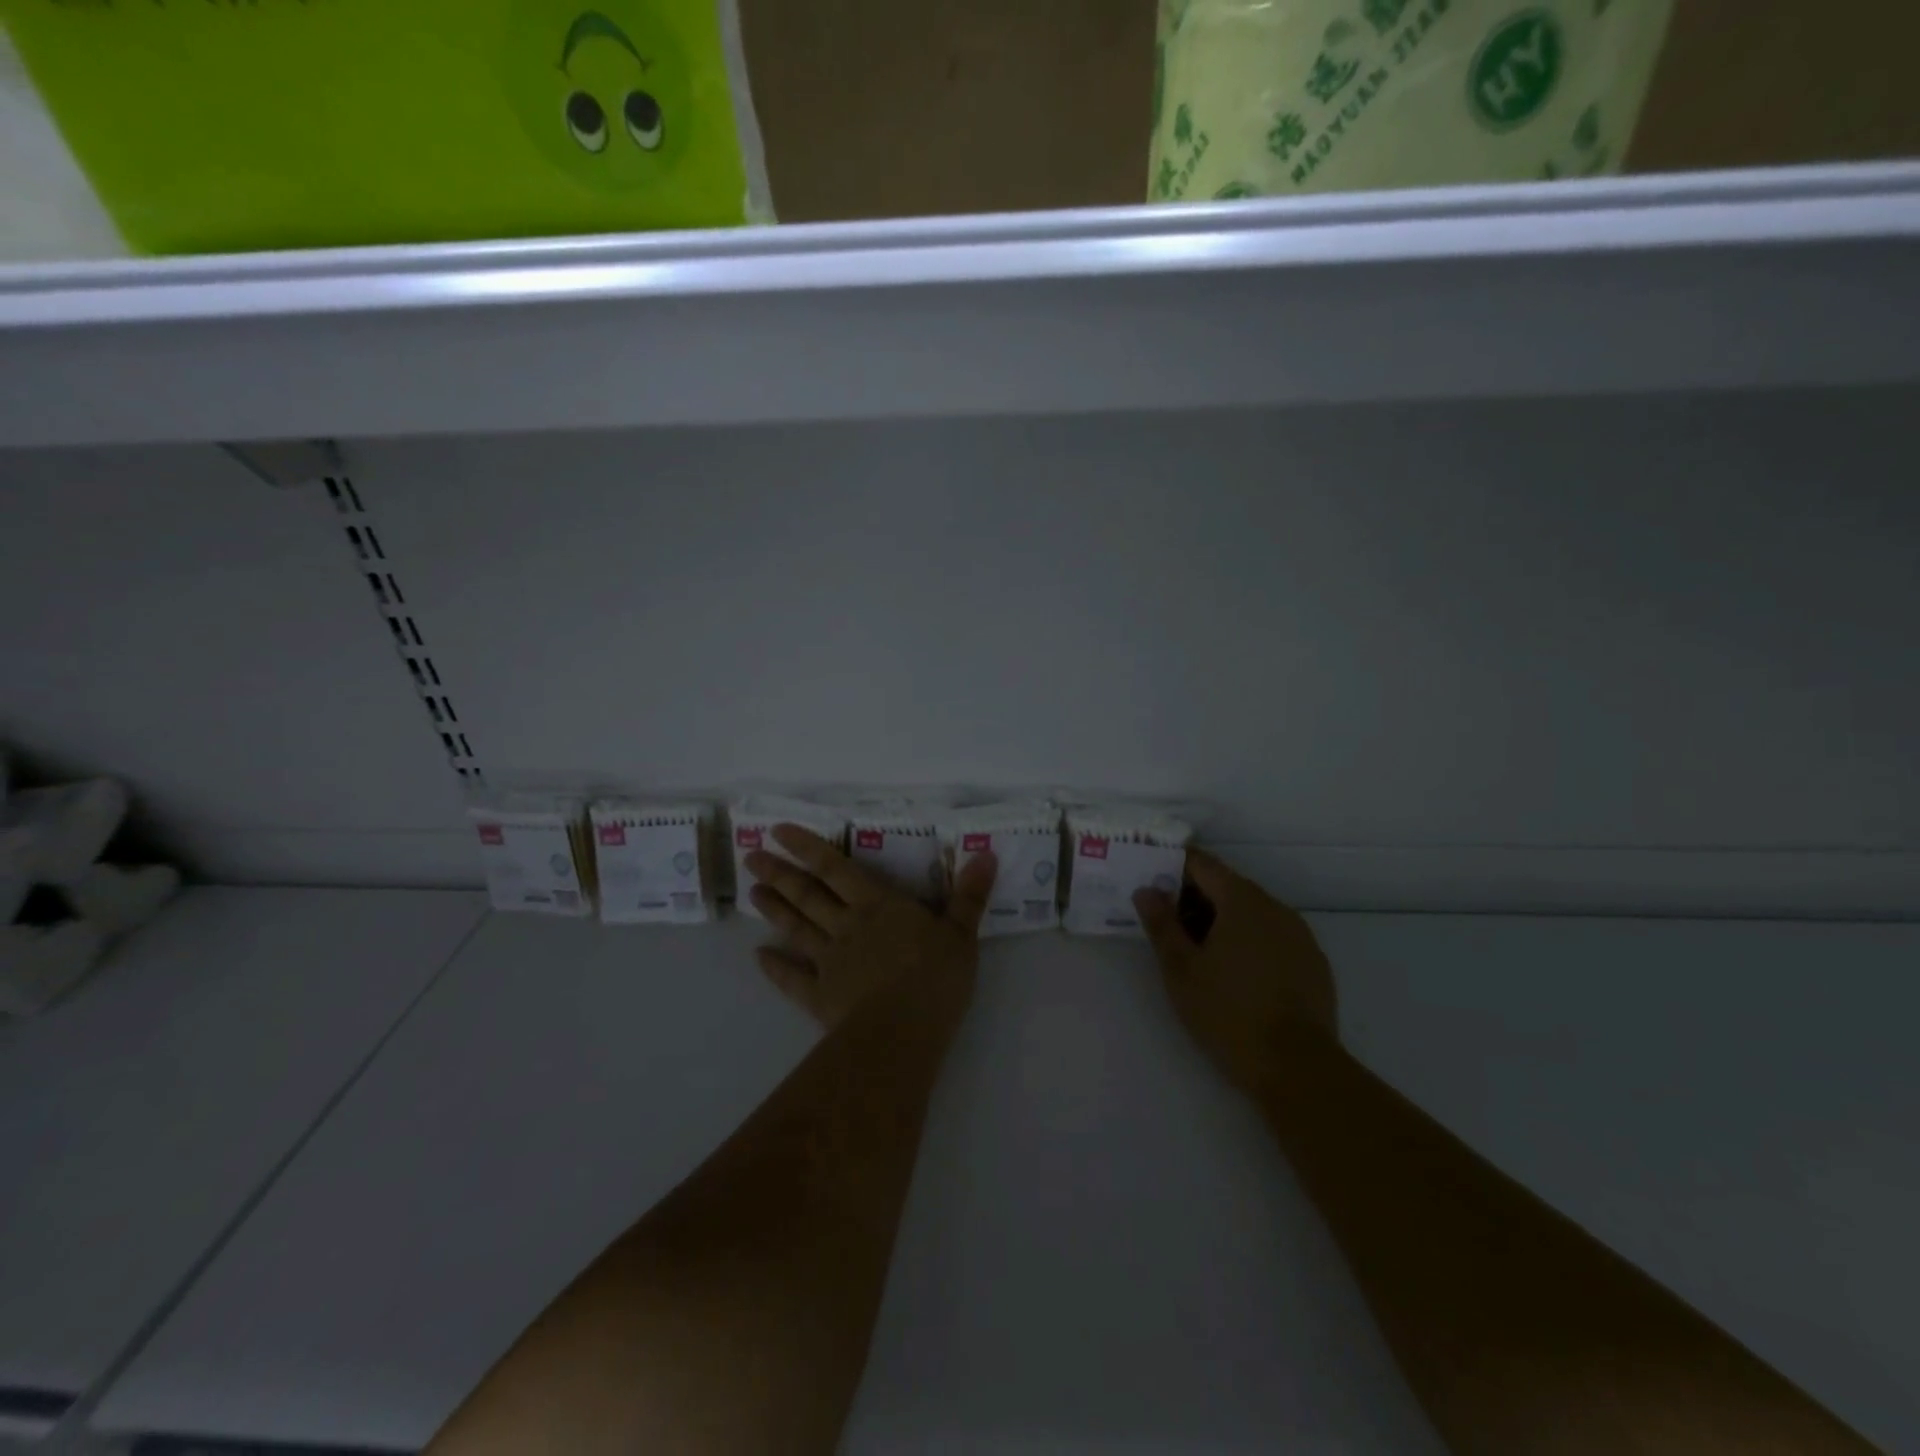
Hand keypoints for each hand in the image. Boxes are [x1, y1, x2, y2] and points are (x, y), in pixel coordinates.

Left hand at [745, 824, 995, 1029]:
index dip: (807, 848)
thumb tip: (986, 853)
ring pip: (796, 929)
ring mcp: (829, 962)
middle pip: (808, 895)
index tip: (778, 831)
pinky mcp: (820, 998)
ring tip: (752, 891)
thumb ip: (970, 895)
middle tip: (751, 858)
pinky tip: (758, 957)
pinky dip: (774, 968)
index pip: (837, 868)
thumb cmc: (935, 978)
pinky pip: (792, 980)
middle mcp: (847, 926)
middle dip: (780, 874)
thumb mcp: (961, 933)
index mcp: (878, 906)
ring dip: (774, 910)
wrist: (902, 1033)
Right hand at [1134, 849, 1337, 1095]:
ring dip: (1223, 921)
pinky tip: (1236, 975)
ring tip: (1198, 953)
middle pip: (1228, 886)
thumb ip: (1161, 924)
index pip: (1202, 865)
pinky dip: (1250, 942)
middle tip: (1167, 924)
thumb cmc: (1228, 1013)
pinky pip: (1274, 937)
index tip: (1151, 881)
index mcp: (1242, 901)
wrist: (1298, 1068)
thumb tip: (1146, 890)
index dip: (1173, 867)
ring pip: (1252, 913)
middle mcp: (1275, 907)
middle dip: (1195, 898)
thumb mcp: (1180, 969)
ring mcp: (1300, 935)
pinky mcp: (1314, 963)